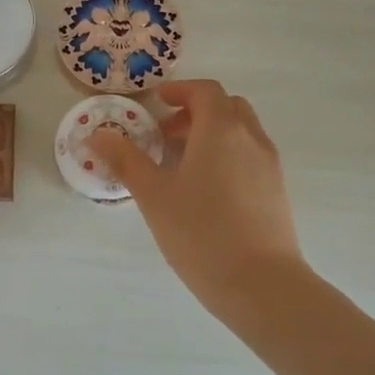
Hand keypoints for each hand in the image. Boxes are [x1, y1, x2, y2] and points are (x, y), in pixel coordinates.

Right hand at [89, 79, 306, 317]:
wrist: (260, 283)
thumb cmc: (201, 233)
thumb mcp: (154, 196)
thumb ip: (126, 161)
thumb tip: (97, 135)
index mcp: (221, 129)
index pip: (205, 91)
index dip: (180, 91)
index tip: (158, 103)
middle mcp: (251, 138)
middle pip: (227, 108)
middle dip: (196, 113)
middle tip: (166, 136)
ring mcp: (269, 165)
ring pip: (241, 133)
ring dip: (213, 135)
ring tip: (183, 166)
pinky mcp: (277, 191)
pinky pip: (250, 157)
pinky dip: (228, 156)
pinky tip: (207, 192)